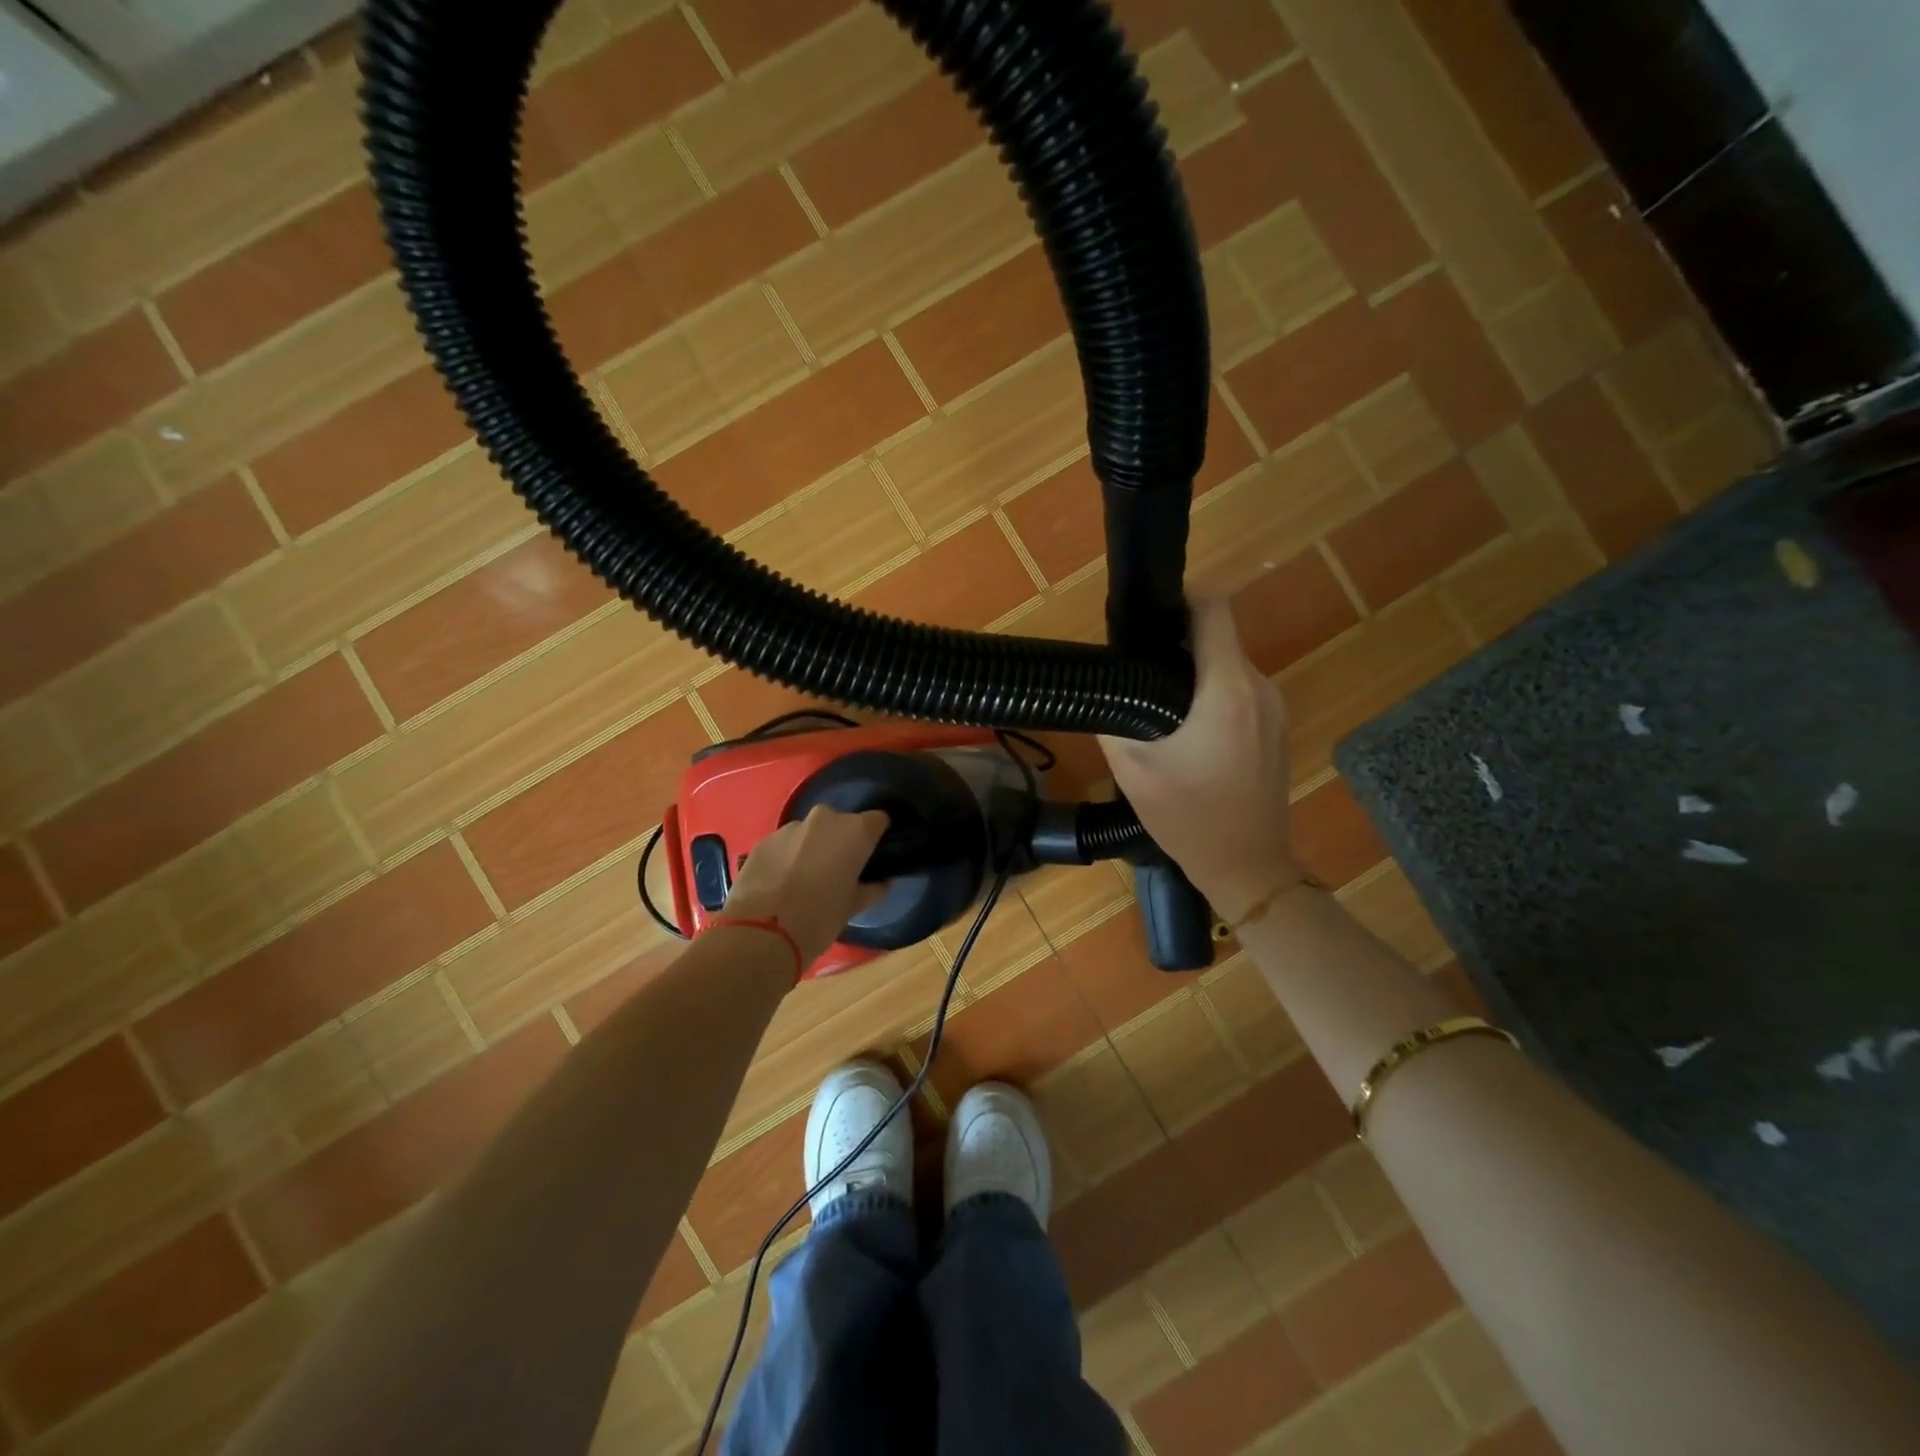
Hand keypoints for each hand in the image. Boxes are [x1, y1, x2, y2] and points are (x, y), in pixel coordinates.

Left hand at [722, 806, 889, 966]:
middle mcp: (825, 819)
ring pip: (810, 832)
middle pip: (841, 823)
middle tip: (837, 869)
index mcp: (855, 831)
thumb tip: (880, 883)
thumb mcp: (853, 907)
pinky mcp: (764, 840)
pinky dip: (787, 856)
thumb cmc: (820, 918)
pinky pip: (784, 843)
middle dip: (841, 841)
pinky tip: (780, 881)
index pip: (877, 820)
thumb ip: (871, 889)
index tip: (872, 855)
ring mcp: (791, 827)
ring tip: (804, 878)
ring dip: (812, 847)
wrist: (762, 932)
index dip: (875, 836)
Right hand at [1100, 597, 1301, 921]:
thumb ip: (1114, 721)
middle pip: (1219, 640)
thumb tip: (1105, 685)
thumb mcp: (1134, 771)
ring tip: (1158, 702)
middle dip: (1179, 645)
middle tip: (1138, 670)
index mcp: (1227, 692)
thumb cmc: (1190, 819)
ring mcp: (1277, 709)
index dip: (1181, 600)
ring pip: (1230, 667)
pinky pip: (1243, 693)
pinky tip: (1189, 730)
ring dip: (1196, 673)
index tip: (1148, 616)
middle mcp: (1261, 689)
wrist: (1249, 868)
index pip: (1214, 611)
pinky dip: (1215, 695)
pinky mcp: (1280, 729)